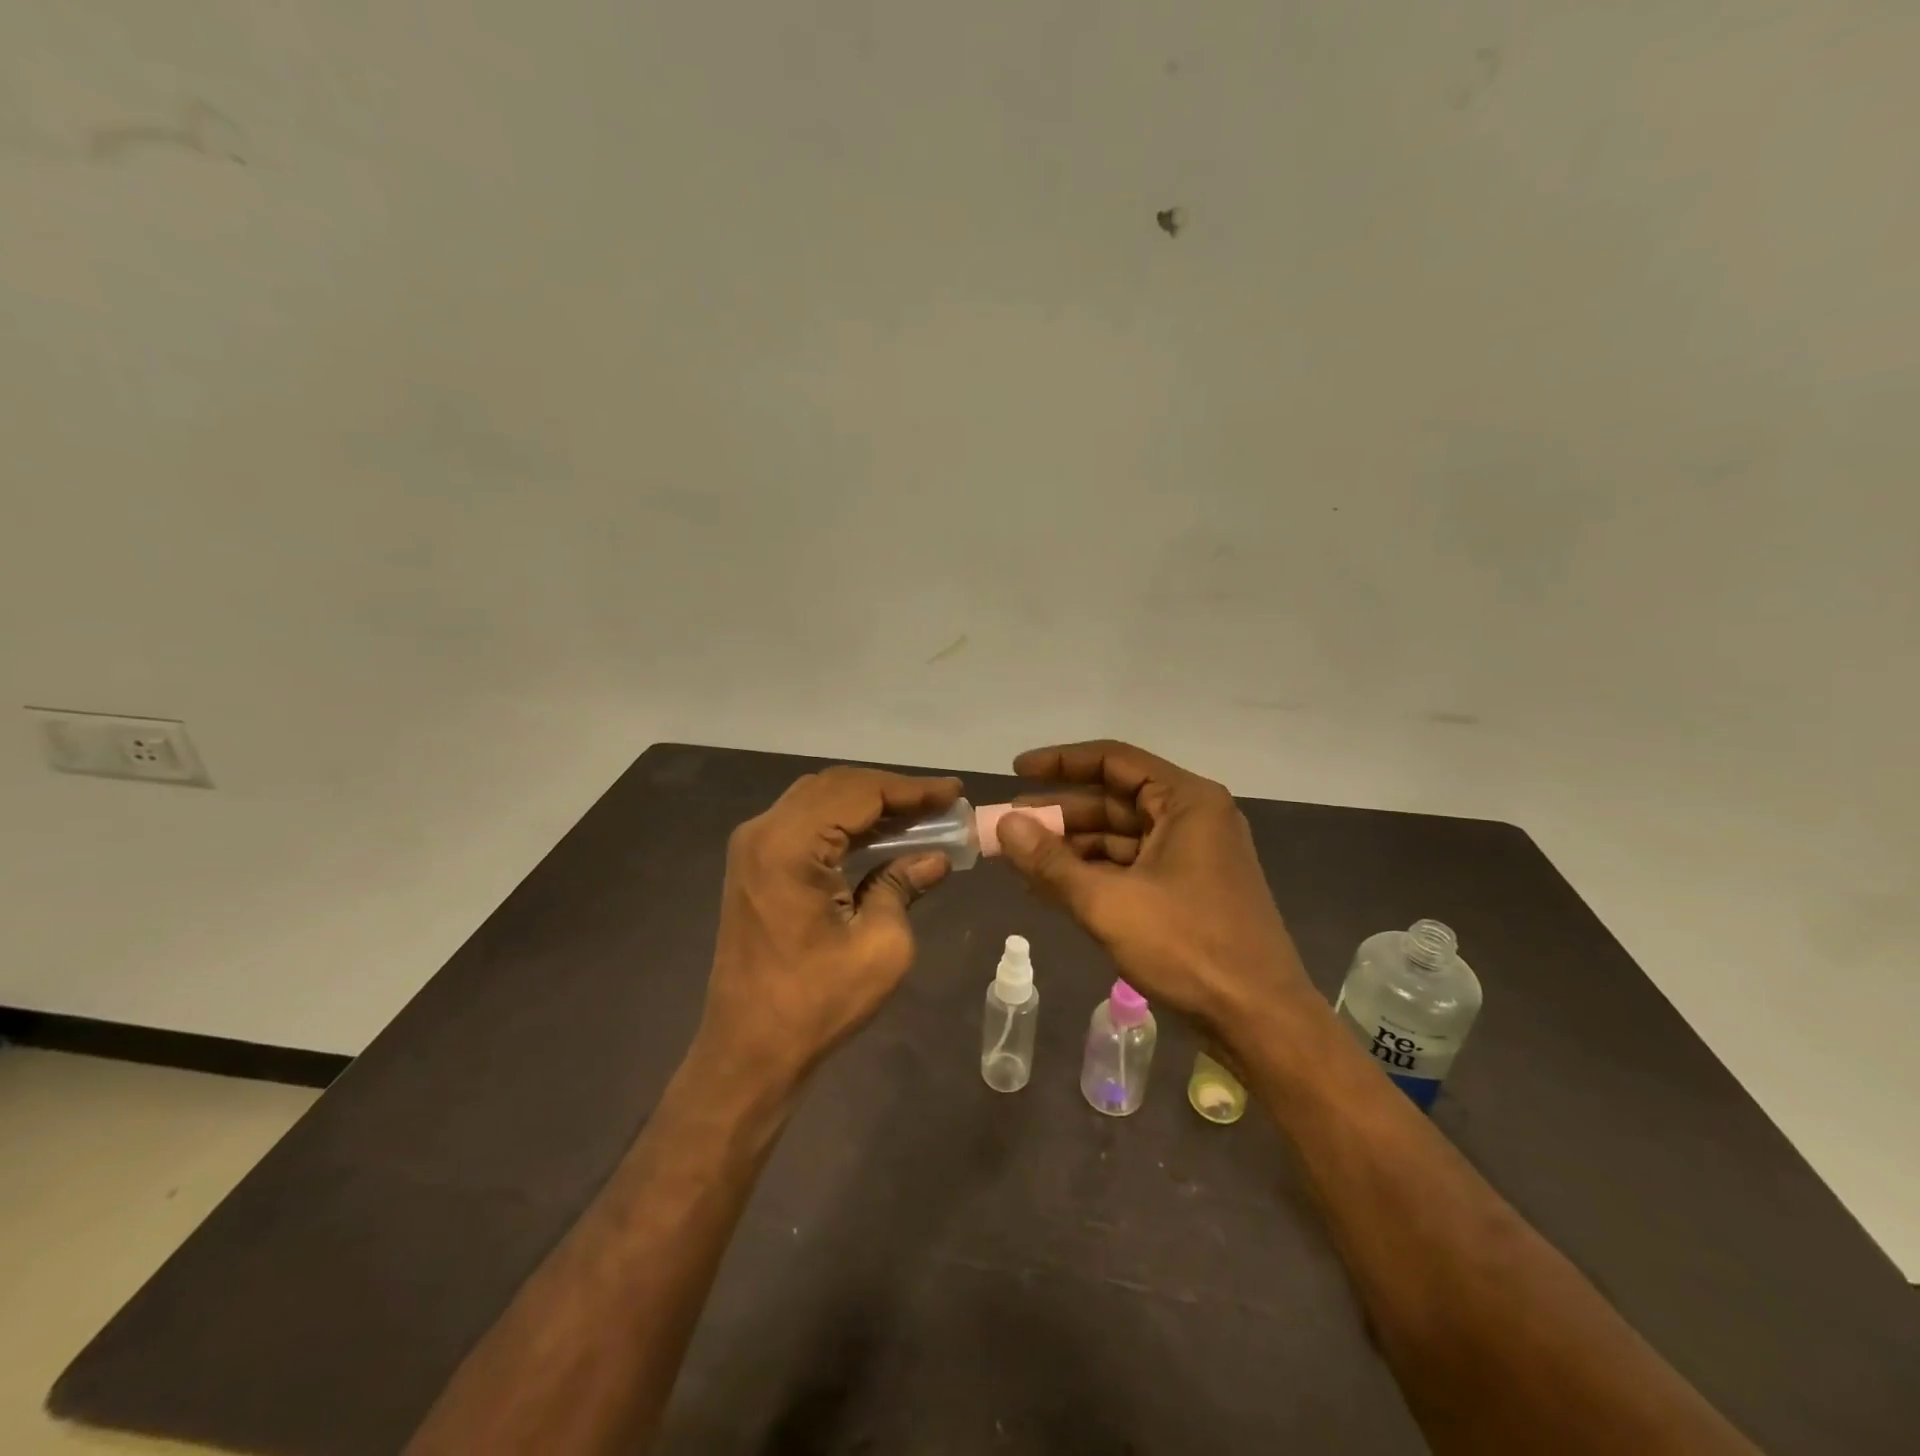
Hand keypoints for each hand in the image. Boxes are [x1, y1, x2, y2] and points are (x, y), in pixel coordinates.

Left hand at [698, 766, 962, 1086]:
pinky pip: (805, 823)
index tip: (955, 791)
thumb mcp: (880, 946)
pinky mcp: (754, 865)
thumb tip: (936, 858)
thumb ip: (903, 886)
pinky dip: (845, 822)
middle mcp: (763, 832)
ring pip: (820, 800)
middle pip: (837, 787)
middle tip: (941, 803)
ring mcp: (753, 847)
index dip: (913, 789)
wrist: (747, 1051)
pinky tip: (881, 835)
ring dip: (869, 803)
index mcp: (789, 845)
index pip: (860, 793)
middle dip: (892, 791)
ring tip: (920, 815)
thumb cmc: (815, 1004)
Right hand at [995, 740, 1313, 1036]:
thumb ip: (1051, 862)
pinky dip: (1091, 875)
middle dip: (1058, 814)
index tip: (1017, 771)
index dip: (1061, 762)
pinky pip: (1130, 868)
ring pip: (1119, 838)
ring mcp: (1192, 857)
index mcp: (1187, 802)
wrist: (1260, 1022)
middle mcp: (1193, 819)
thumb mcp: (1108, 903)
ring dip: (1070, 848)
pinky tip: (1050, 887)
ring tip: (1019, 860)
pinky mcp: (1187, 891)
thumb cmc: (1189, 948)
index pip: (1113, 761)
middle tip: (1007, 825)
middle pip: (1113, 801)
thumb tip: (1004, 824)